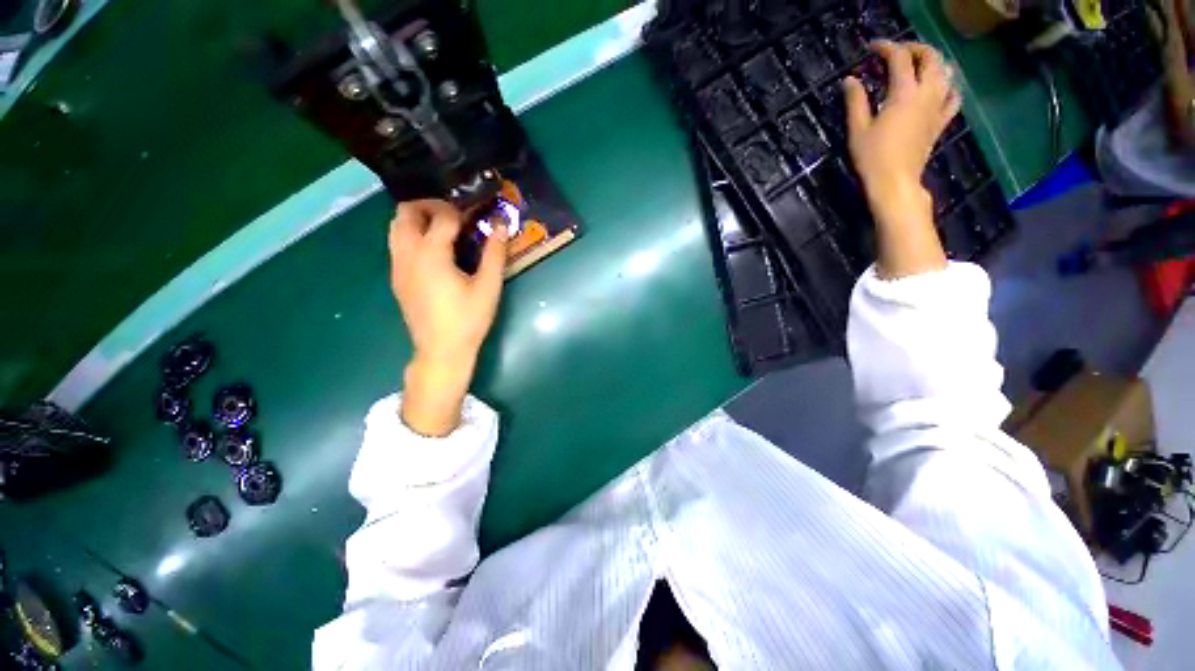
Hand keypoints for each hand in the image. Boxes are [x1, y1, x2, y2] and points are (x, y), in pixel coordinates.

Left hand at [389, 200, 507, 435]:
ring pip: (396, 227)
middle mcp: (407, 254)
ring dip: (418, 220)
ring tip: (444, 230)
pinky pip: (397, 244)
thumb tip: (501, 225)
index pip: (442, 216)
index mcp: (431, 254)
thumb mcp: (488, 286)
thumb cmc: (468, 319)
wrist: (441, 350)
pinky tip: (434, 252)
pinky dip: (412, 235)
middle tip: (455, 215)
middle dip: (430, 205)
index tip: (477, 213)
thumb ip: (494, 253)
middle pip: (406, 212)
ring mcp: (397, 266)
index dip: (461, 210)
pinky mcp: (396, 278)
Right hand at [844, 40, 958, 277]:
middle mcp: (926, 94)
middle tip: (897, 53)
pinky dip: (948, 86)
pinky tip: (938, 89)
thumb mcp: (857, 130)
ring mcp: (937, 108)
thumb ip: (855, 102)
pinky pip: (953, 97)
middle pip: (931, 57)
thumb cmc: (872, 158)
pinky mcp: (940, 122)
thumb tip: (850, 80)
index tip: (872, 48)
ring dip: (934, 62)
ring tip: (918, 65)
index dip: (886, 48)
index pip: (899, 58)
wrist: (895, 183)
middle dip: (915, 48)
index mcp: (903, 93)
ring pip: (946, 72)